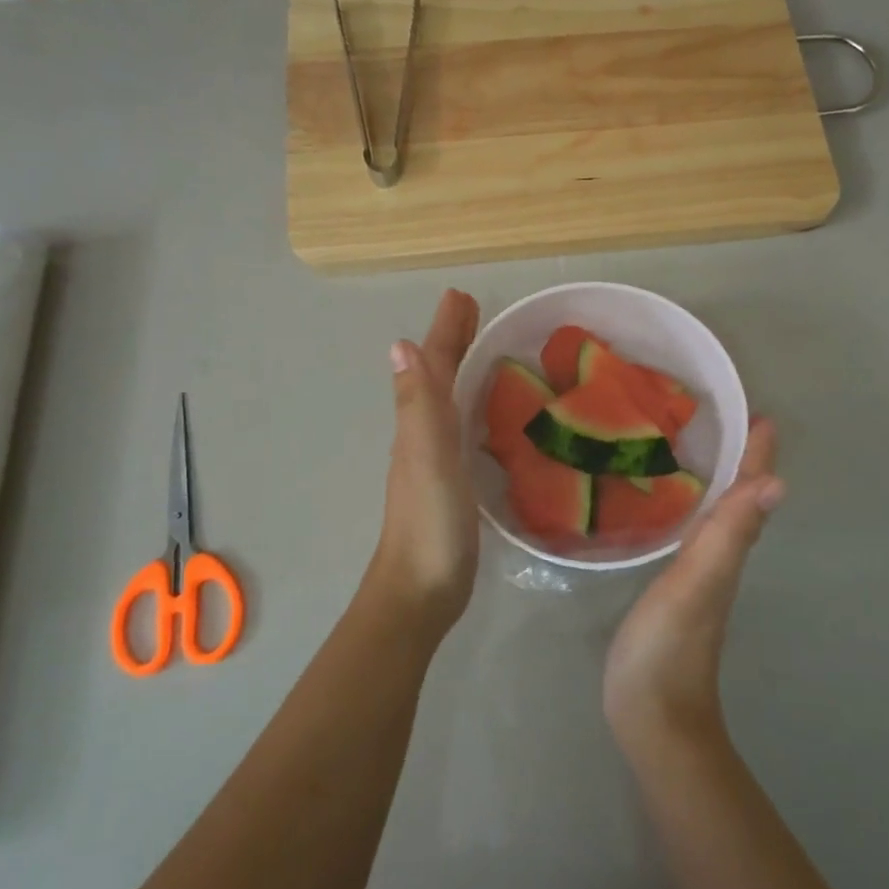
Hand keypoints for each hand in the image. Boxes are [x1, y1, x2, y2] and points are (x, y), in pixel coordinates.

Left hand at [368, 289, 481, 636]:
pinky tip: (488, 418)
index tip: (462, 295)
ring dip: (462, 371)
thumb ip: (420, 406)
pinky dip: (473, 410)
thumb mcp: (427, 459)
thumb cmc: (430, 525)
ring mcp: (435, 462)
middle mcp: (423, 436)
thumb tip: (400, 344)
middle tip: (475, 311)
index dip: (446, 330)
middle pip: (437, 377)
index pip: (433, 365)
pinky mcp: (453, 485)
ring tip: (487, 352)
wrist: (420, 592)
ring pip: (449, 402)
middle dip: (454, 341)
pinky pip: (463, 432)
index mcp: (419, 424)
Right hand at [603, 419, 783, 752]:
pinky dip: (696, 512)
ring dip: (721, 484)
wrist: (653, 716)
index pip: (748, 494)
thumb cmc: (667, 647)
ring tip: (706, 451)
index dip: (756, 456)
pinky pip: (696, 538)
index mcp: (726, 552)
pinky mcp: (677, 593)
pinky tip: (677, 509)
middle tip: (731, 423)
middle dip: (742, 462)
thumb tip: (777, 483)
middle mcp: (721, 560)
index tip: (760, 416)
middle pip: (740, 502)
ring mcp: (700, 579)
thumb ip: (729, 536)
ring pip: (721, 520)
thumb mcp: (696, 584)